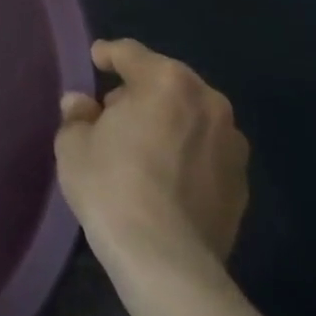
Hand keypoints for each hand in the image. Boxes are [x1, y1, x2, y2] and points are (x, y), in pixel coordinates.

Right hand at [55, 38, 248, 283]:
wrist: (166, 261)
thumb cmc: (112, 186)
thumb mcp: (74, 144)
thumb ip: (78, 115)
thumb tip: (82, 105)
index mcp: (166, 81)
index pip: (131, 53)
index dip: (108, 54)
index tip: (95, 60)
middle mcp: (208, 103)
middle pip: (167, 82)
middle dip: (141, 90)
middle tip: (113, 111)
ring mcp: (232, 145)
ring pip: (191, 117)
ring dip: (168, 121)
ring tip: (142, 145)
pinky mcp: (242, 185)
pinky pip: (205, 152)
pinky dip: (186, 153)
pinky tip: (165, 176)